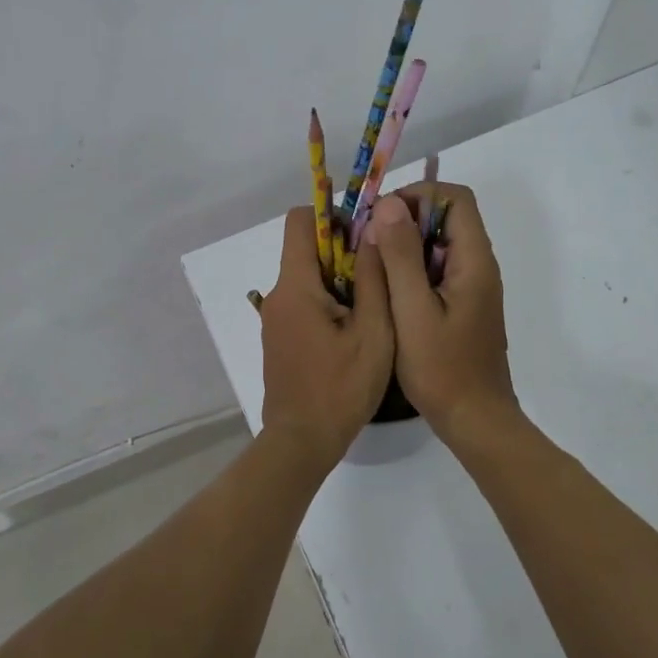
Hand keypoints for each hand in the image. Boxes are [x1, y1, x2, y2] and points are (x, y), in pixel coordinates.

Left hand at [255, 207, 394, 472]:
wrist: (302, 441)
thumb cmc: (341, 387)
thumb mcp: (373, 331)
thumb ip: (372, 277)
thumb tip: (375, 228)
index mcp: (296, 285)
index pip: (300, 221)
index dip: (333, 216)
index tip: (366, 235)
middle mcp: (278, 294)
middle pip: (306, 249)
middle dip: (344, 251)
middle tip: (382, 274)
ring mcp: (275, 318)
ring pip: (308, 277)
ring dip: (339, 280)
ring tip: (376, 306)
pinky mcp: (280, 338)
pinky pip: (304, 302)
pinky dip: (329, 302)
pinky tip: (356, 330)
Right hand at [361, 184, 517, 438]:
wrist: (474, 420)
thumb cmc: (442, 368)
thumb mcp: (412, 310)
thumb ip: (400, 256)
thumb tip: (388, 205)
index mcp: (473, 261)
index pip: (455, 198)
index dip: (418, 195)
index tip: (381, 216)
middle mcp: (478, 266)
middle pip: (446, 218)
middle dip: (405, 219)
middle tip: (367, 240)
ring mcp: (472, 287)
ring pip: (439, 244)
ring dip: (405, 245)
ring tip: (370, 264)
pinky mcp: (463, 305)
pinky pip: (437, 269)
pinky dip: (411, 268)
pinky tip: (386, 291)